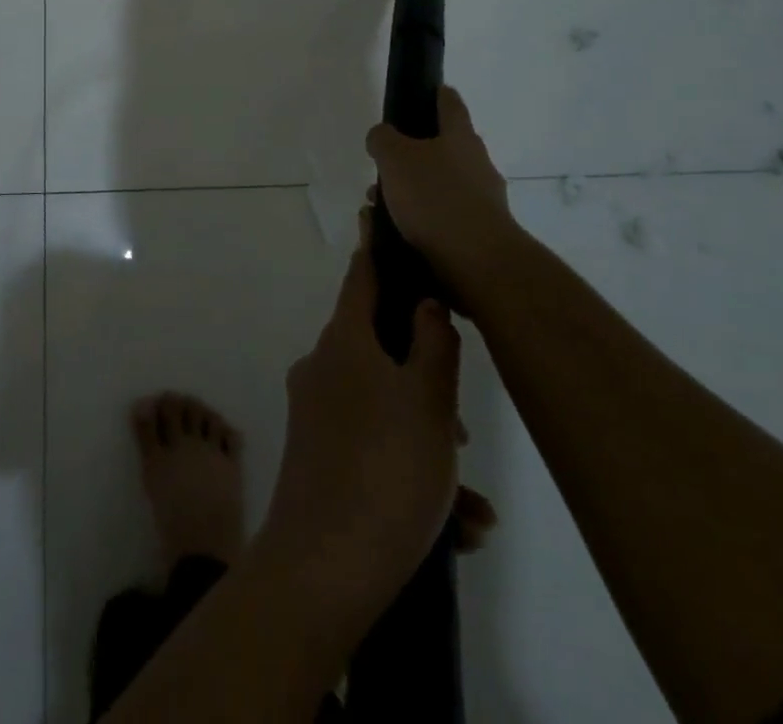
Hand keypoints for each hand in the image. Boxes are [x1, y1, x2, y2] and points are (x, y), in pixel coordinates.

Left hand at [257, 220, 481, 640]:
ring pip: (385, 407)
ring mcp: (314, 412)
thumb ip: (434, 345)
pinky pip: (371, 446)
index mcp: (343, 341)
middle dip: (427, 380)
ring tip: (468, 502)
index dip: (378, 250)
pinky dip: (409, 471)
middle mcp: (322, 366)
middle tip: (460, 429)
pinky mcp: (316, 455)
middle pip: (381, 349)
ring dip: (427, 441)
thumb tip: (425, 302)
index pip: (362, 276)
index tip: (379, 217)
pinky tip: (455, 526)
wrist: (324, 566)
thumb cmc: (385, 469)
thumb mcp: (428, 402)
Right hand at [367, 86, 517, 315]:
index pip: (450, 103)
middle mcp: (478, 163)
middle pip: (444, 147)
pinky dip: (423, 219)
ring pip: (441, 185)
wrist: (478, 262)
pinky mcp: (481, 232)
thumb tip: (382, 136)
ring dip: (413, 191)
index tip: (427, 91)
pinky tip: (399, 232)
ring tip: (381, 208)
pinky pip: (444, 216)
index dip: (437, 94)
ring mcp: (484, 199)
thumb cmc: (435, 198)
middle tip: (384, 166)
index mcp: (460, 136)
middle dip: (413, 155)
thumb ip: (383, 139)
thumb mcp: (394, 158)